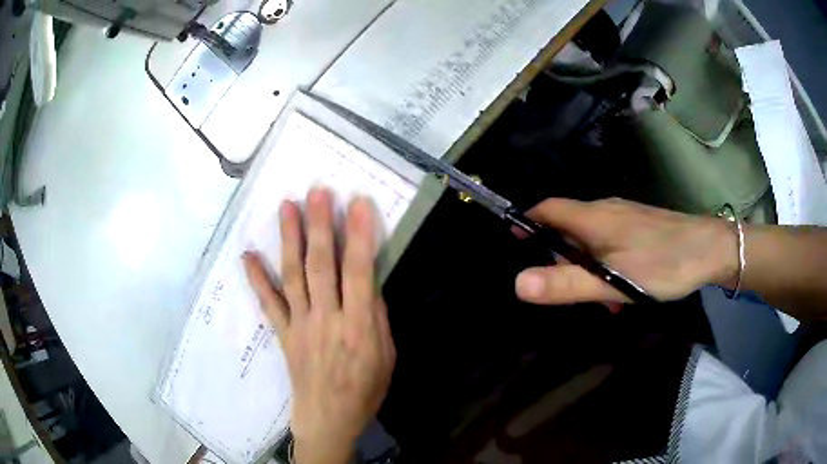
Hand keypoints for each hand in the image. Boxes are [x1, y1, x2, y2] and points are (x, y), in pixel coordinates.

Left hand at [243, 188, 395, 463]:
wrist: (328, 418)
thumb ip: (379, 319)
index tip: (357, 203)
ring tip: (286, 206)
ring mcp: (300, 324)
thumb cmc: (365, 391)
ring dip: (289, 239)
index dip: (359, 236)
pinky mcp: (283, 333)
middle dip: (319, 226)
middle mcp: (326, 319)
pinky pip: (268, 303)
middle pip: (321, 266)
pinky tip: (247, 255)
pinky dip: (256, 278)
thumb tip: (370, 285)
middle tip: (316, 192)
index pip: (359, 273)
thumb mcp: (388, 358)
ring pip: (293, 275)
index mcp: (358, 327)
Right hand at [515, 198, 738, 305]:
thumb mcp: (614, 282)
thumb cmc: (663, 264)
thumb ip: (567, 284)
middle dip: (560, 257)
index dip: (528, 220)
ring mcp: (626, 218)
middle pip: (568, 227)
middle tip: (565, 289)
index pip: (549, 209)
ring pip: (591, 239)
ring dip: (586, 267)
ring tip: (601, 300)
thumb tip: (518, 283)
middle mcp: (606, 212)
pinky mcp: (640, 228)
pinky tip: (621, 290)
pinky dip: (605, 265)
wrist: (709, 249)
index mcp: (594, 219)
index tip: (514, 240)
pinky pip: (611, 243)